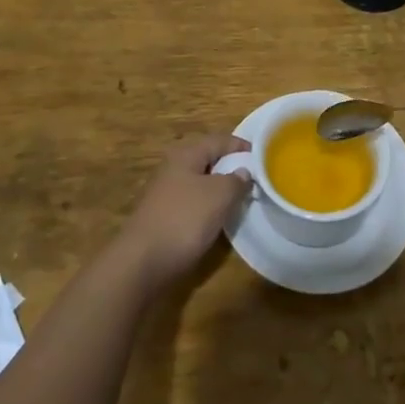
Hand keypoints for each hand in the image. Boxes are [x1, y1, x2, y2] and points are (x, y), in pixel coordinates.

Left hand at [119, 134, 250, 285]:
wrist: (141, 263)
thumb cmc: (184, 219)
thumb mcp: (219, 195)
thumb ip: (236, 180)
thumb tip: (244, 171)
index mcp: (186, 154)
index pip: (220, 140)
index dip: (242, 146)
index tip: (263, 156)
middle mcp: (174, 167)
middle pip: (208, 159)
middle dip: (231, 167)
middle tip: (255, 178)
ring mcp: (166, 193)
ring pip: (200, 182)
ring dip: (220, 188)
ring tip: (241, 199)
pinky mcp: (163, 216)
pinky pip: (192, 202)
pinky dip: (208, 206)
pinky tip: (218, 219)